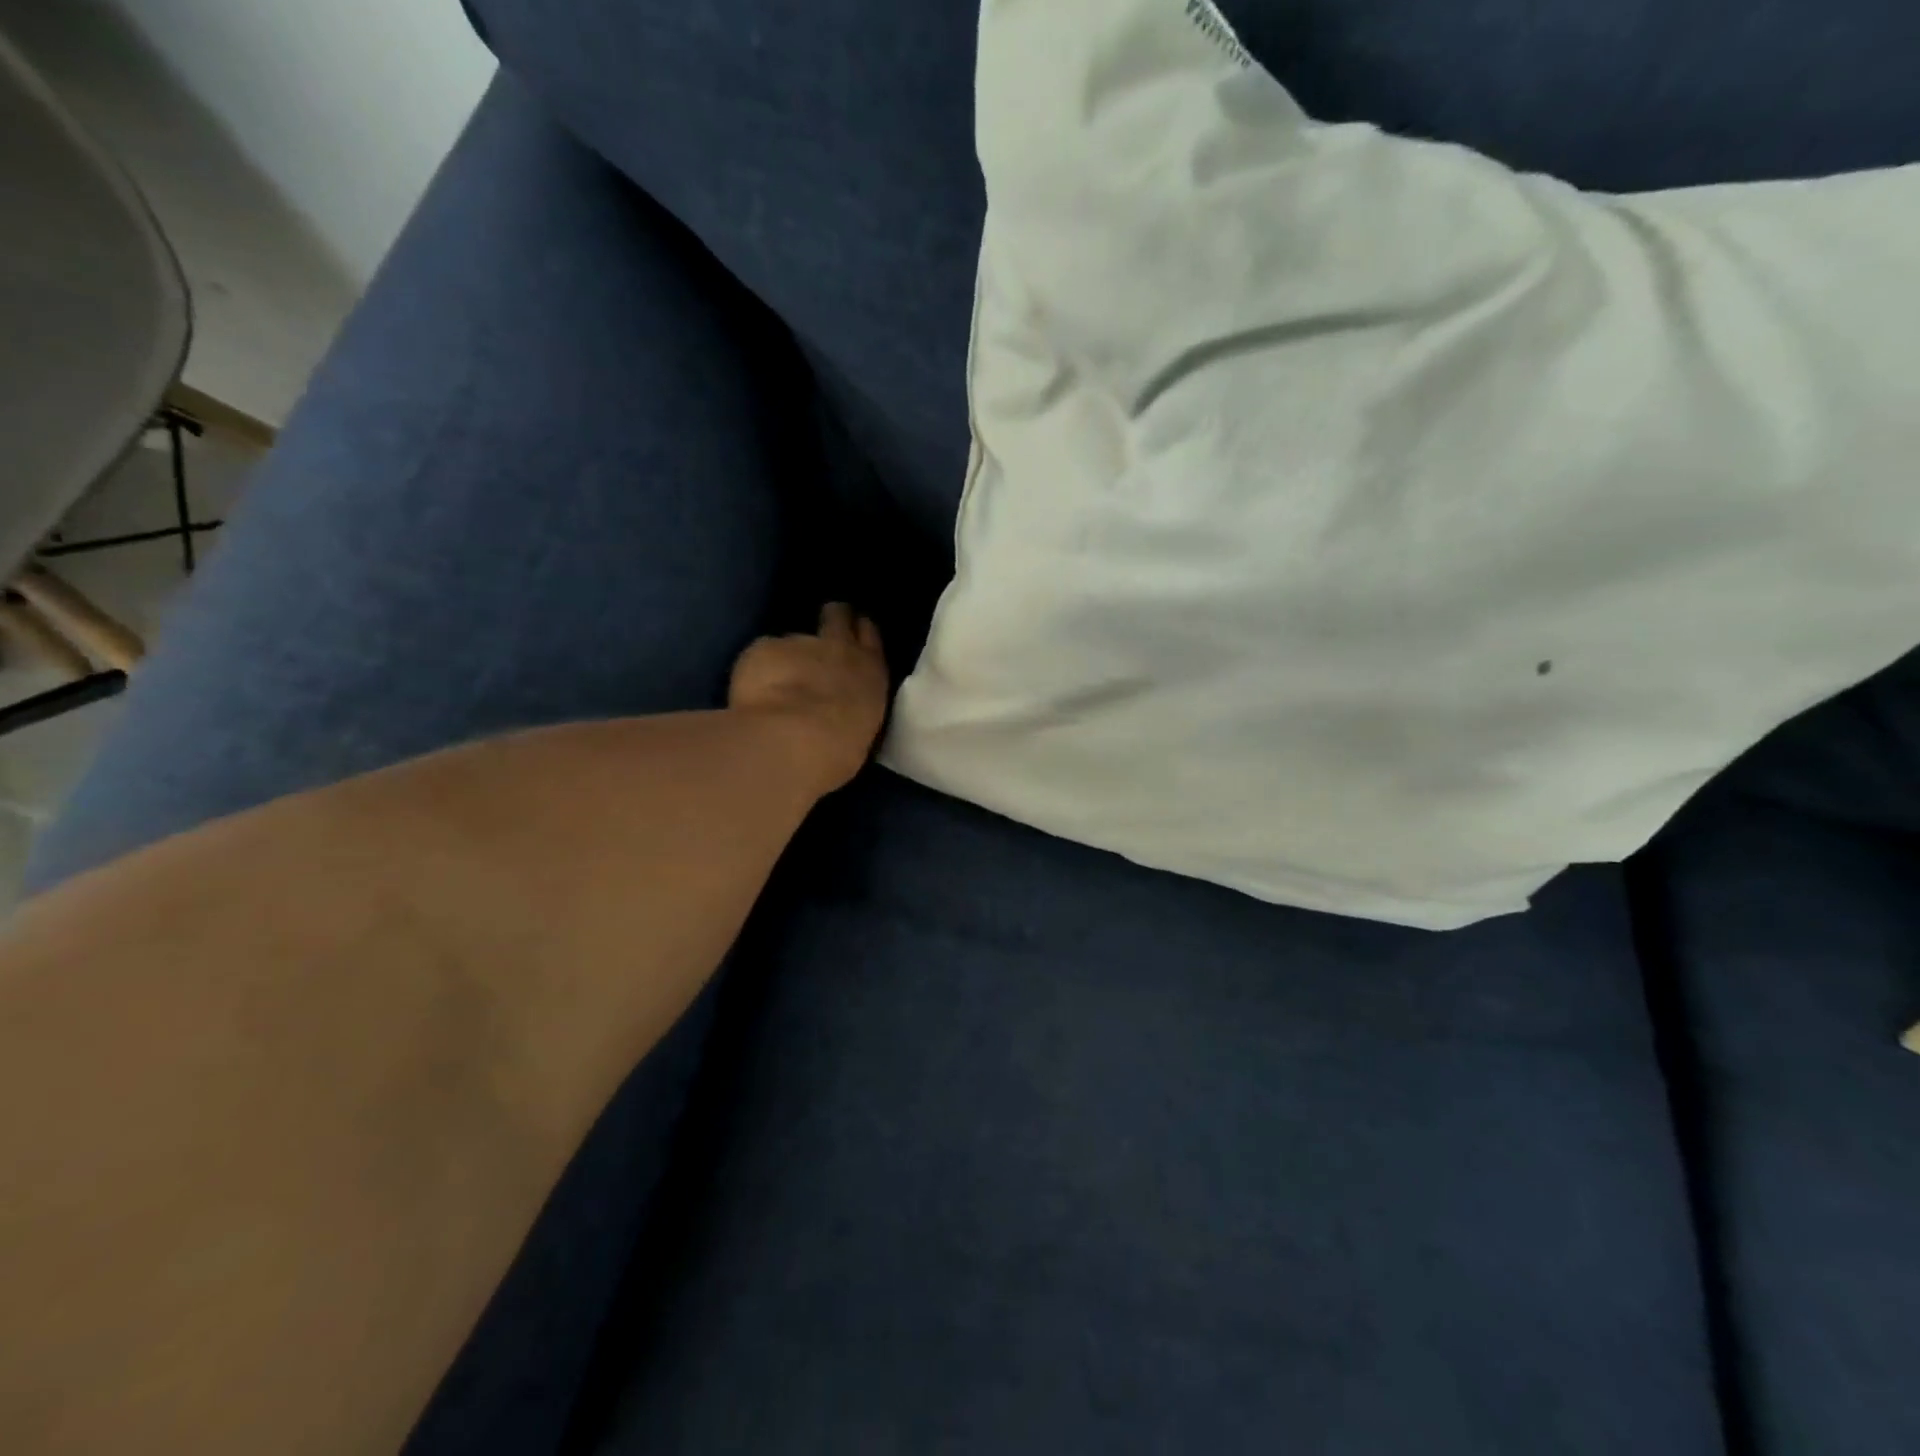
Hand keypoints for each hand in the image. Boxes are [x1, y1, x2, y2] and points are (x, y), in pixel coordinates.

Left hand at [730, 604, 889, 794]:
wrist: (794, 740)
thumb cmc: (838, 750)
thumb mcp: (860, 728)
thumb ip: (851, 706)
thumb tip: (838, 705)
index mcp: (870, 672)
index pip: (868, 635)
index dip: (858, 630)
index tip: (852, 633)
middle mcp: (839, 648)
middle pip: (837, 616)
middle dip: (830, 619)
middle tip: (820, 635)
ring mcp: (799, 642)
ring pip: (793, 640)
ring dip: (787, 656)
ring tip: (775, 684)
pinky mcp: (764, 648)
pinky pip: (761, 654)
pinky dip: (757, 669)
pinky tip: (751, 692)